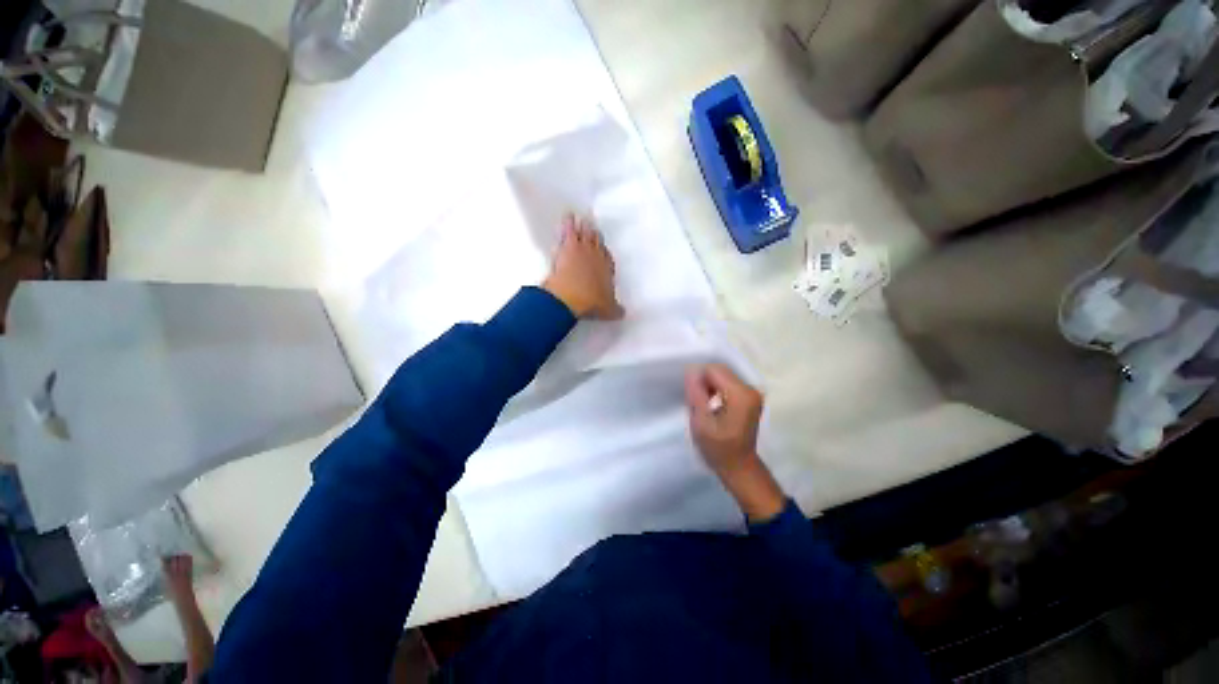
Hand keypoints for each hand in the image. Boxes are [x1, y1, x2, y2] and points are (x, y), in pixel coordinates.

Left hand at [542, 213, 624, 319]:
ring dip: (583, 227)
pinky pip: (569, 231)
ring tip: (581, 218)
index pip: (608, 258)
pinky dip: (568, 224)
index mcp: (608, 269)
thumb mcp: (609, 310)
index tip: (603, 252)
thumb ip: (616, 310)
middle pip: (597, 243)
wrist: (571, 297)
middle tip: (592, 230)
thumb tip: (623, 313)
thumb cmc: (592, 303)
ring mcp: (582, 250)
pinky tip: (567, 217)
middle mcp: (597, 257)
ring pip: (585, 234)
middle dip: (595, 237)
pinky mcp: (567, 247)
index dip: (605, 254)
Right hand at [685, 364, 785, 521]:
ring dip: (709, 386)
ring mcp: (753, 393)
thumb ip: (696, 394)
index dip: (698, 378)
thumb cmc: (718, 448)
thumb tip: (691, 372)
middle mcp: (751, 389)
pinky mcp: (750, 398)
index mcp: (740, 394)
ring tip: (703, 404)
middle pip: (720, 371)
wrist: (739, 467)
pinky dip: (717, 390)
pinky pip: (728, 384)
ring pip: (723, 376)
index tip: (691, 395)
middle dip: (704, 381)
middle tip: (695, 401)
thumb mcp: (701, 422)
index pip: (714, 369)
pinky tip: (711, 405)